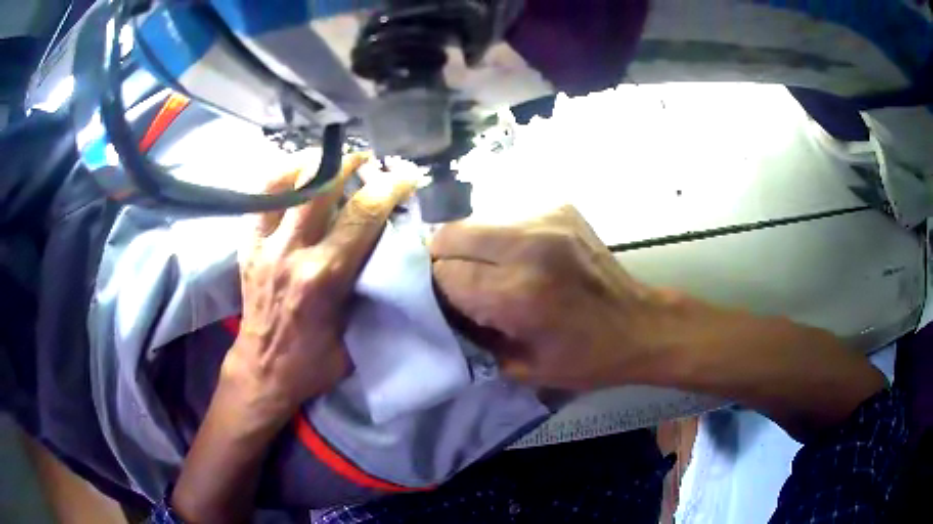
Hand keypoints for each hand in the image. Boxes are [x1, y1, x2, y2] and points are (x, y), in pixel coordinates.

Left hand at [222, 153, 414, 421]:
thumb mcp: (356, 332)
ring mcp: (264, 245)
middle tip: (367, 161)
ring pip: (287, 182)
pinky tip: (298, 174)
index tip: (405, 177)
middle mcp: (291, 251)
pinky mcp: (248, 245)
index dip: (389, 187)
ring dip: (316, 163)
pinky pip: (261, 197)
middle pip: (322, 186)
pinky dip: (282, 176)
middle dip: (351, 164)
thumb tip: (392, 252)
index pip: (363, 215)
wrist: (264, 369)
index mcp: (324, 277)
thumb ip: (371, 289)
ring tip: (332, 160)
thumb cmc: (315, 360)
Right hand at [431, 205, 671, 390]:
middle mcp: (528, 248)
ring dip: (474, 245)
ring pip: (476, 220)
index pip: (445, 273)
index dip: (439, 289)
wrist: (640, 324)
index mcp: (518, 294)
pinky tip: (523, 256)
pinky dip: (503, 236)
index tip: (448, 301)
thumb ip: (474, 338)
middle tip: (461, 281)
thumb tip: (443, 309)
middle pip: (451, 234)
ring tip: (493, 268)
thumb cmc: (585, 358)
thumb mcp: (523, 369)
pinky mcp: (561, 209)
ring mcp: (547, 220)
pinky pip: (508, 216)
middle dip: (445, 259)